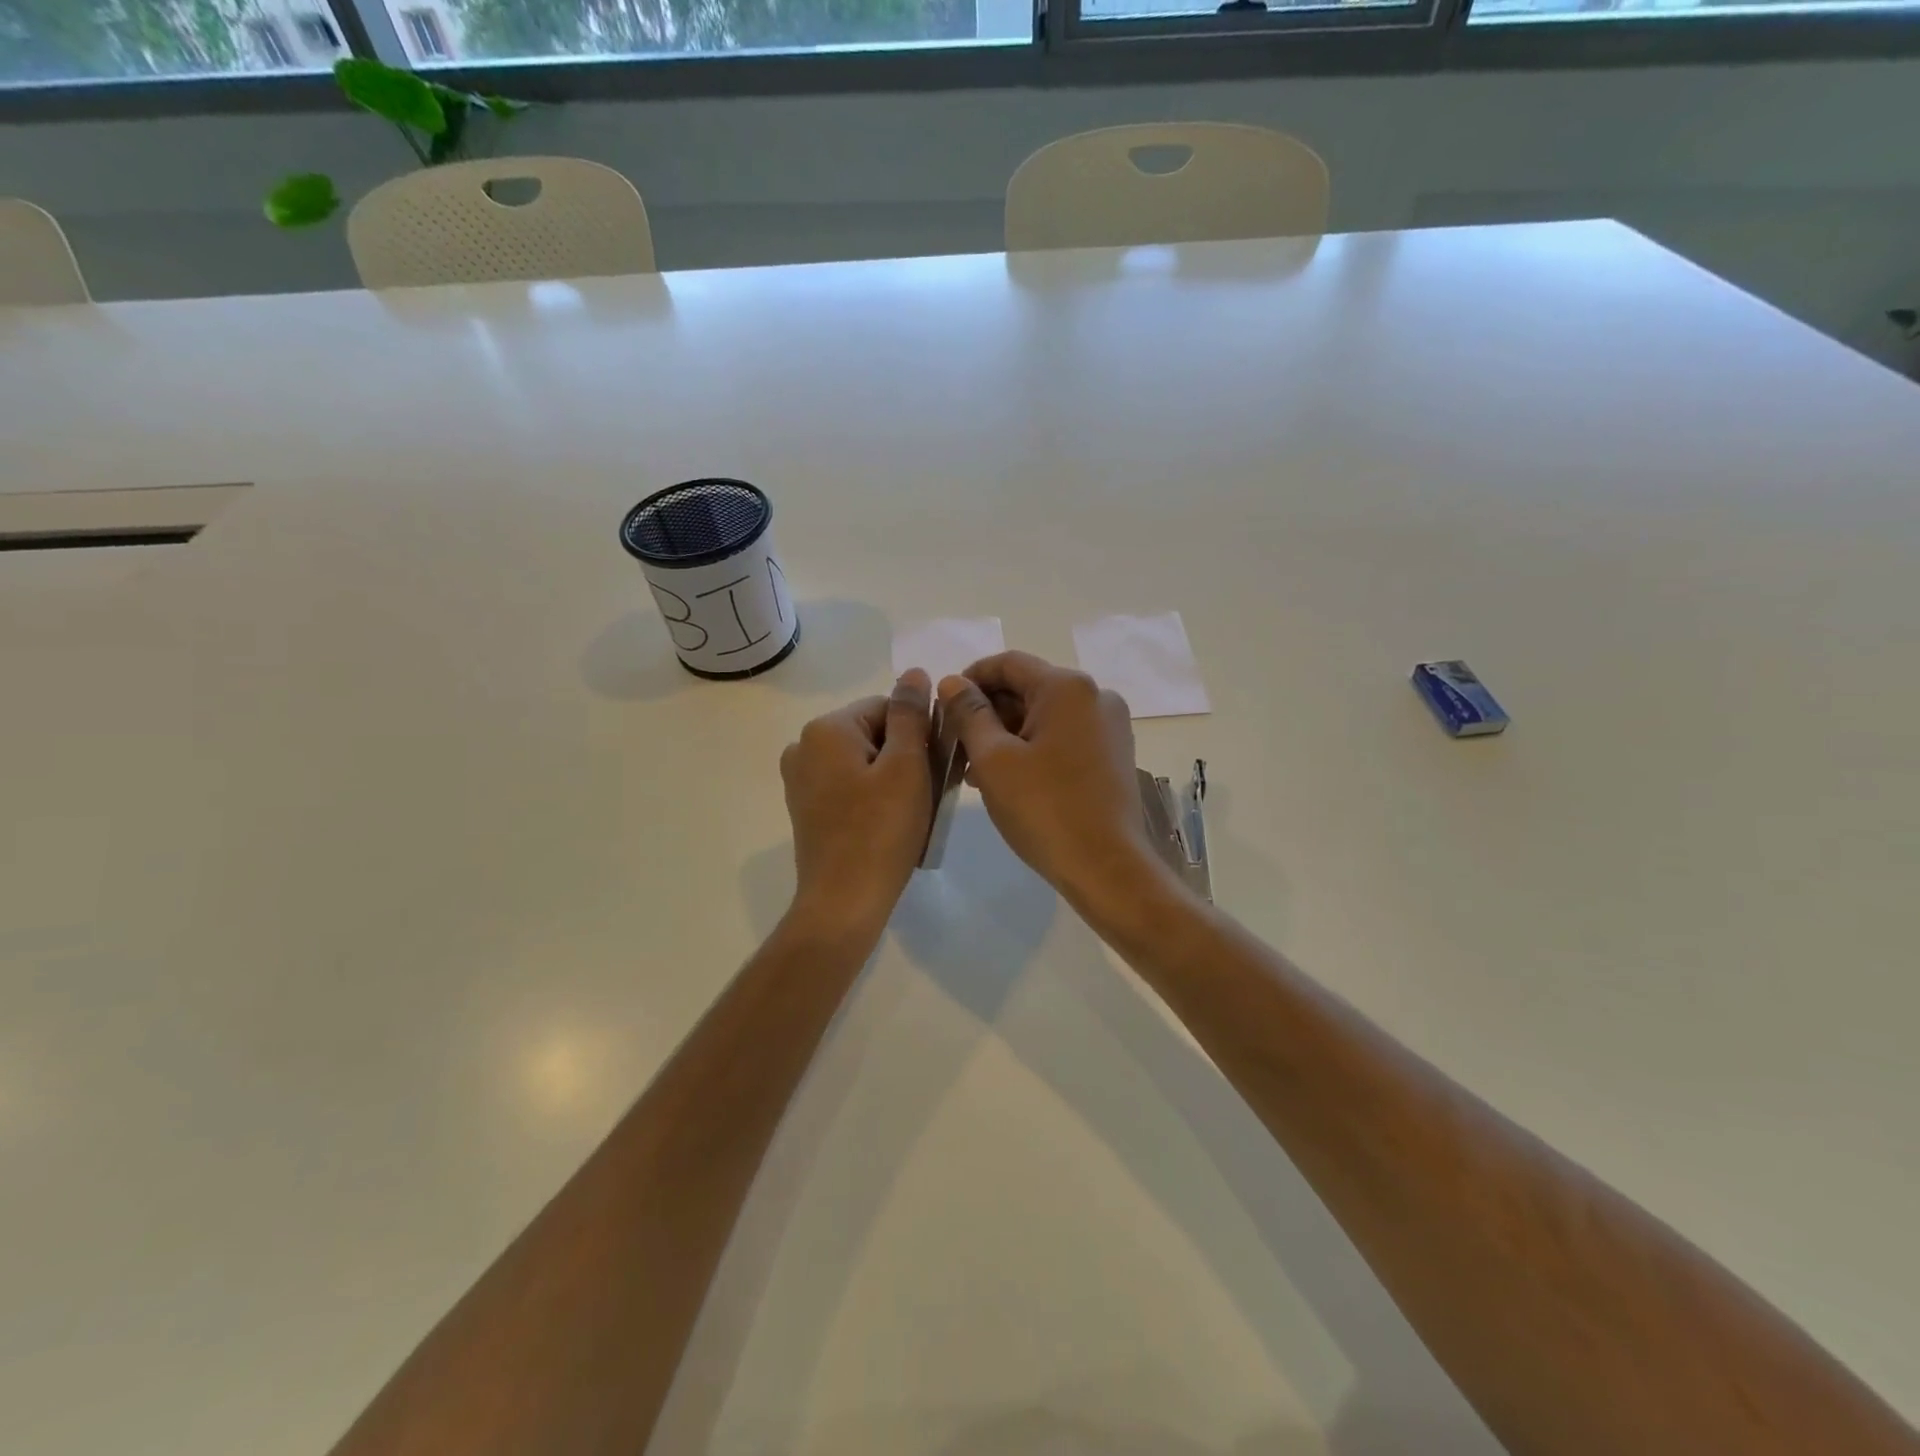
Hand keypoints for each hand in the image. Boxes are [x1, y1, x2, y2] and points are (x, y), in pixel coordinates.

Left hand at [780, 670, 933, 938]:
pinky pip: (849, 784)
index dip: (920, 733)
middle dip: (907, 754)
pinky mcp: (806, 806)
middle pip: (874, 732)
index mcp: (826, 729)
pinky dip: (874, 794)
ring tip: (916, 809)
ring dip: (894, 776)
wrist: (844, 901)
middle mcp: (804, 746)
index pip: (888, 707)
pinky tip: (892, 821)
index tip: (938, 765)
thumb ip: (911, 715)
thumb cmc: (882, 830)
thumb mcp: (907, 766)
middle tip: (932, 791)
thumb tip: (914, 674)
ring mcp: (800, 778)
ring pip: (863, 760)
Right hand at [937, 652, 1176, 922]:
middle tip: (954, 742)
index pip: (1008, 663)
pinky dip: (1032, 747)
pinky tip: (1006, 776)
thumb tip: (952, 683)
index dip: (970, 678)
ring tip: (972, 768)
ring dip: (1006, 732)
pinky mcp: (1113, 754)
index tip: (943, 706)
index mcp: (1067, 687)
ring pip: (1044, 715)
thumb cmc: (1044, 809)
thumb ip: (969, 713)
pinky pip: (1063, 736)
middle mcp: (1095, 696)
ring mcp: (1109, 726)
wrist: (1106, 866)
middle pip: (1028, 688)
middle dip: (987, 710)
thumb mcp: (993, 759)